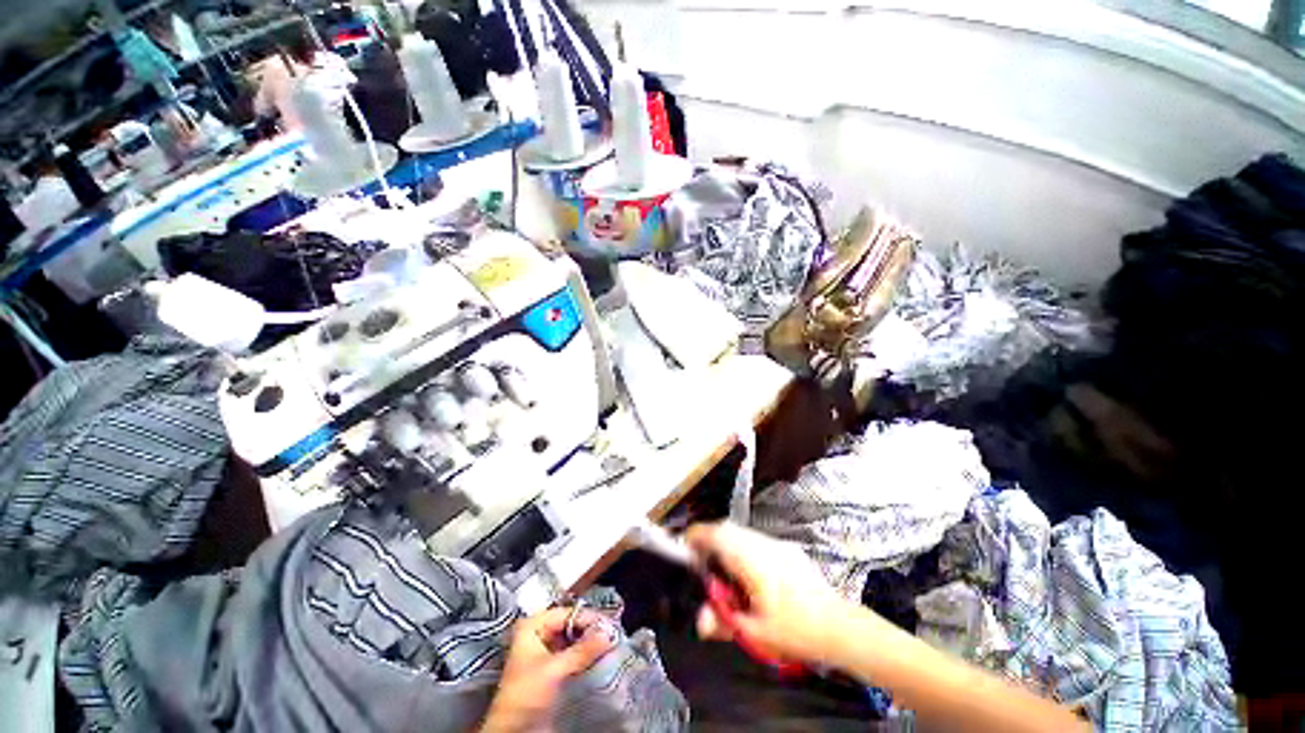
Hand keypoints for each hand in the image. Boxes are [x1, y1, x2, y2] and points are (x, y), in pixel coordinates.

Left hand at [480, 608, 616, 732]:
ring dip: (589, 642)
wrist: (512, 731)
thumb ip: (582, 651)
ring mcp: (545, 651)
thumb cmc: (525, 694)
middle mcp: (538, 633)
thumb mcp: (554, 670)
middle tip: (612, 633)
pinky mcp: (551, 668)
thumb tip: (608, 634)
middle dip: (590, 629)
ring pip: (573, 639)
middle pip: (570, 624)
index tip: (609, 623)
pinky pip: (572, 653)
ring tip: (609, 643)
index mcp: (532, 625)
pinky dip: (585, 654)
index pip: (566, 613)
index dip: (588, 617)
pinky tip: (599, 655)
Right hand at [686, 522, 848, 664]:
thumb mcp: (755, 632)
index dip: (696, 535)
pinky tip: (749, 571)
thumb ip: (724, 622)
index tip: (685, 545)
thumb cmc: (795, 630)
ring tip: (722, 566)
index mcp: (750, 559)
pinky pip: (757, 540)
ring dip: (727, 541)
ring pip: (742, 532)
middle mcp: (762, 544)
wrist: (841, 626)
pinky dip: (743, 546)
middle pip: (727, 528)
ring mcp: (777, 544)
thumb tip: (700, 620)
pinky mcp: (788, 550)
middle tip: (701, 558)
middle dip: (709, 537)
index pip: (716, 534)